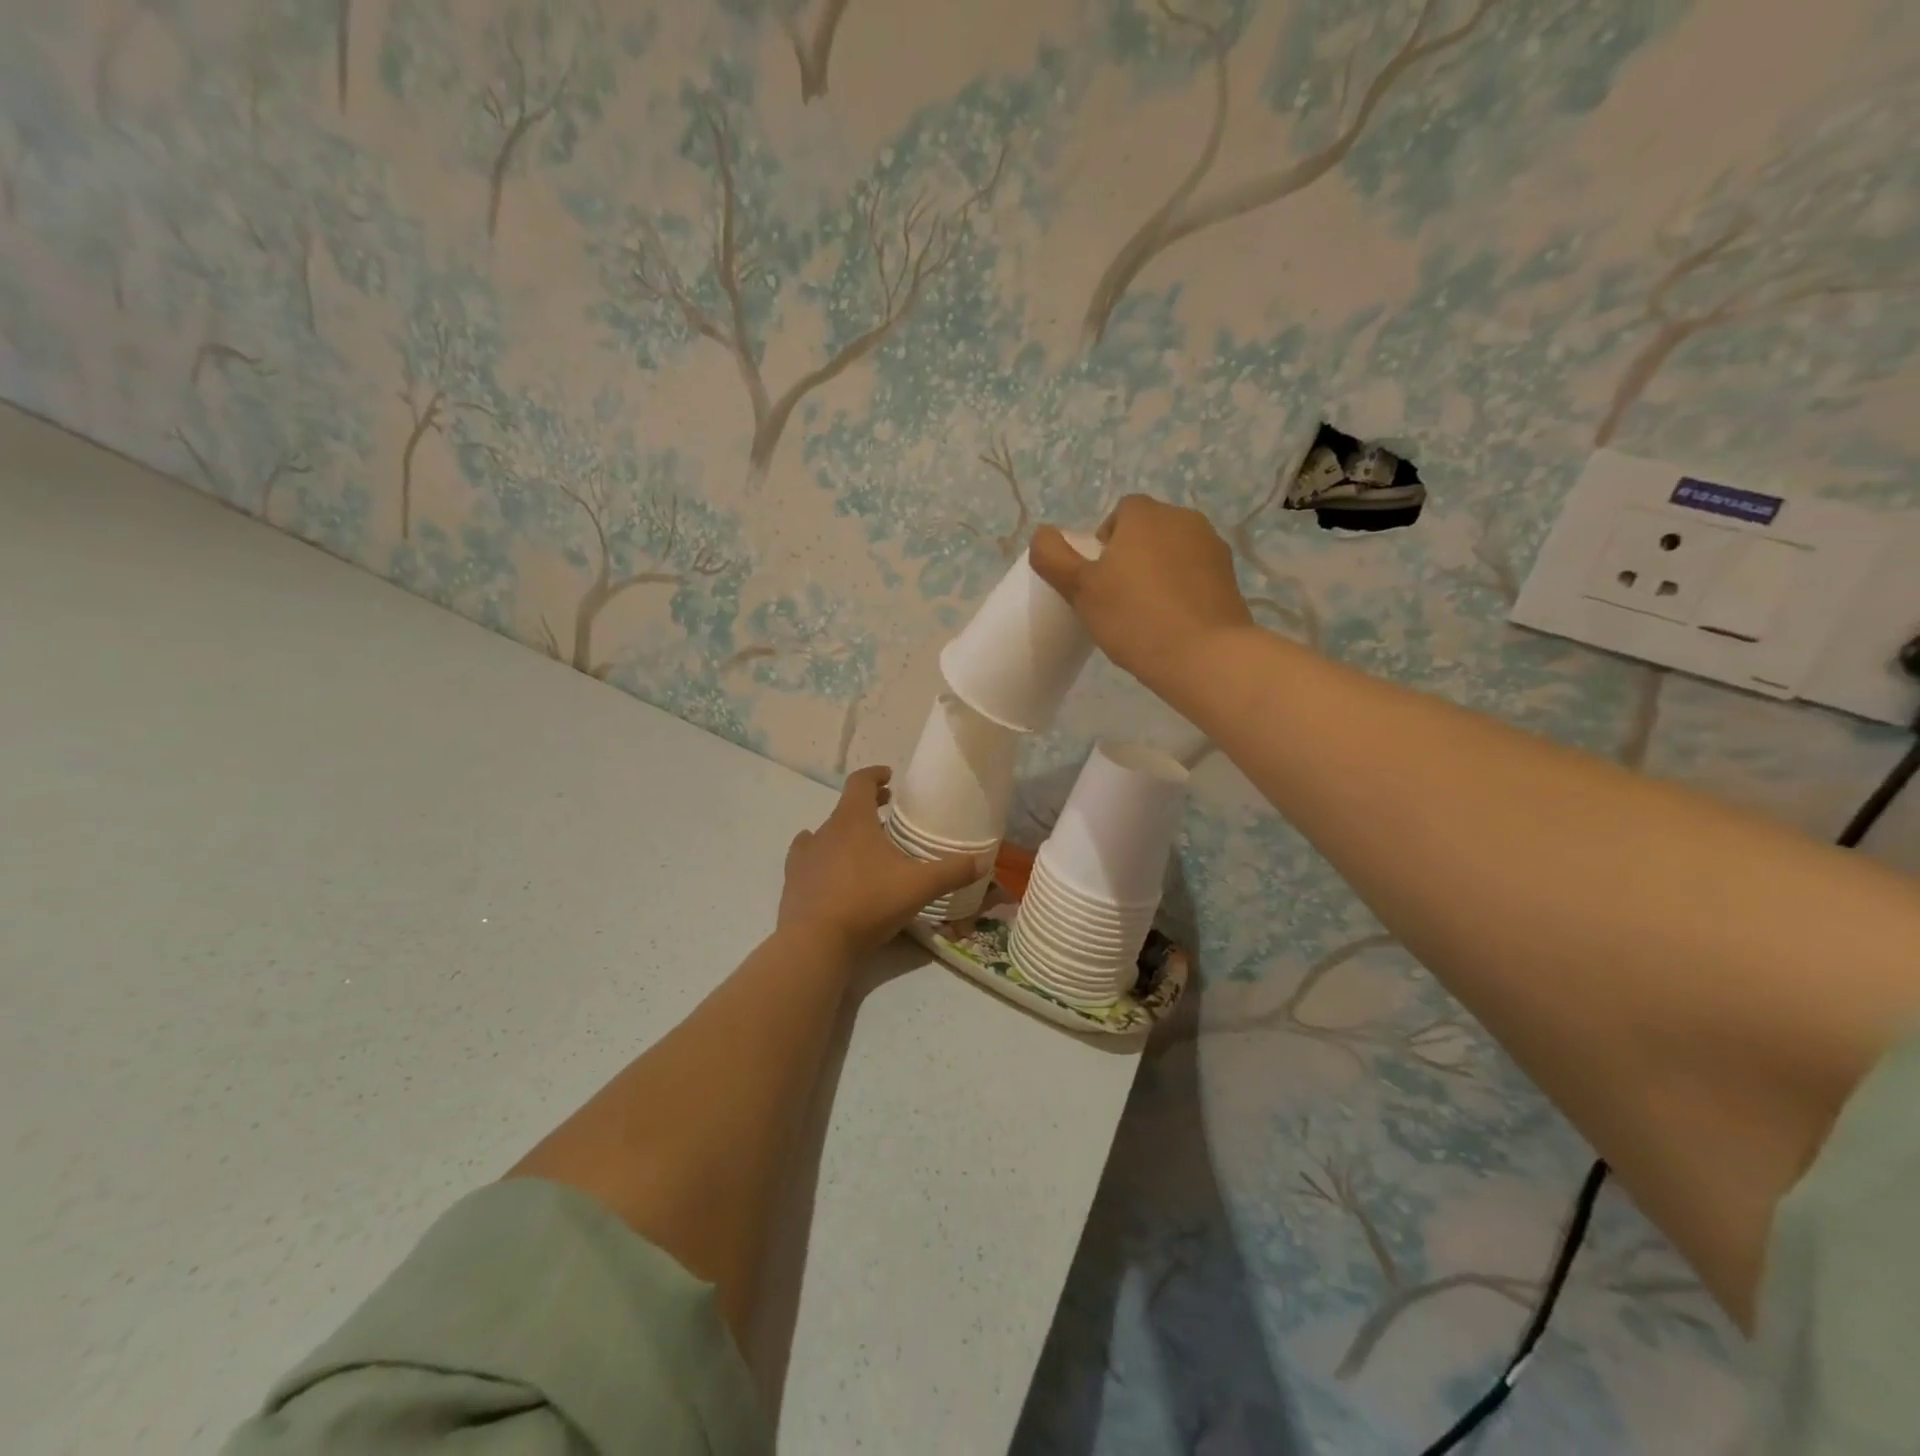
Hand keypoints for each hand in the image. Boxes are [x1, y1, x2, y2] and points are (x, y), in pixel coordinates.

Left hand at [777, 767, 991, 958]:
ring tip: (863, 846)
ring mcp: (805, 855)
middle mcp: (825, 830)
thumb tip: (983, 861)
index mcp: (853, 820)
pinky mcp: (793, 880)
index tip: (889, 776)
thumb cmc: (869, 903)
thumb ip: (952, 872)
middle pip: (845, 807)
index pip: (860, 782)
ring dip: (845, 832)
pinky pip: (807, 858)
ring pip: (826, 833)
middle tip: (887, 811)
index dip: (875, 775)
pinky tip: (830, 869)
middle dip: (867, 805)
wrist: (815, 943)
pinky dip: (822, 856)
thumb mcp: (919, 886)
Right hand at [1029, 496, 1255, 700]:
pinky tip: (1173, 622)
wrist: (1204, 656)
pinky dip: (1183, 589)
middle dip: (1133, 555)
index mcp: (1146, 515)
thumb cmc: (1134, 618)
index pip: (1121, 512)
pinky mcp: (1230, 577)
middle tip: (1118, 597)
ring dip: (1159, 572)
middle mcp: (1183, 519)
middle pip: (1149, 530)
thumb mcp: (1080, 589)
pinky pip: (1196, 575)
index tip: (1099, 577)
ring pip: (1174, 552)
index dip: (1105, 542)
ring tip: (1147, 613)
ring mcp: (1212, 547)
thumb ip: (1053, 557)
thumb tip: (1042, 534)